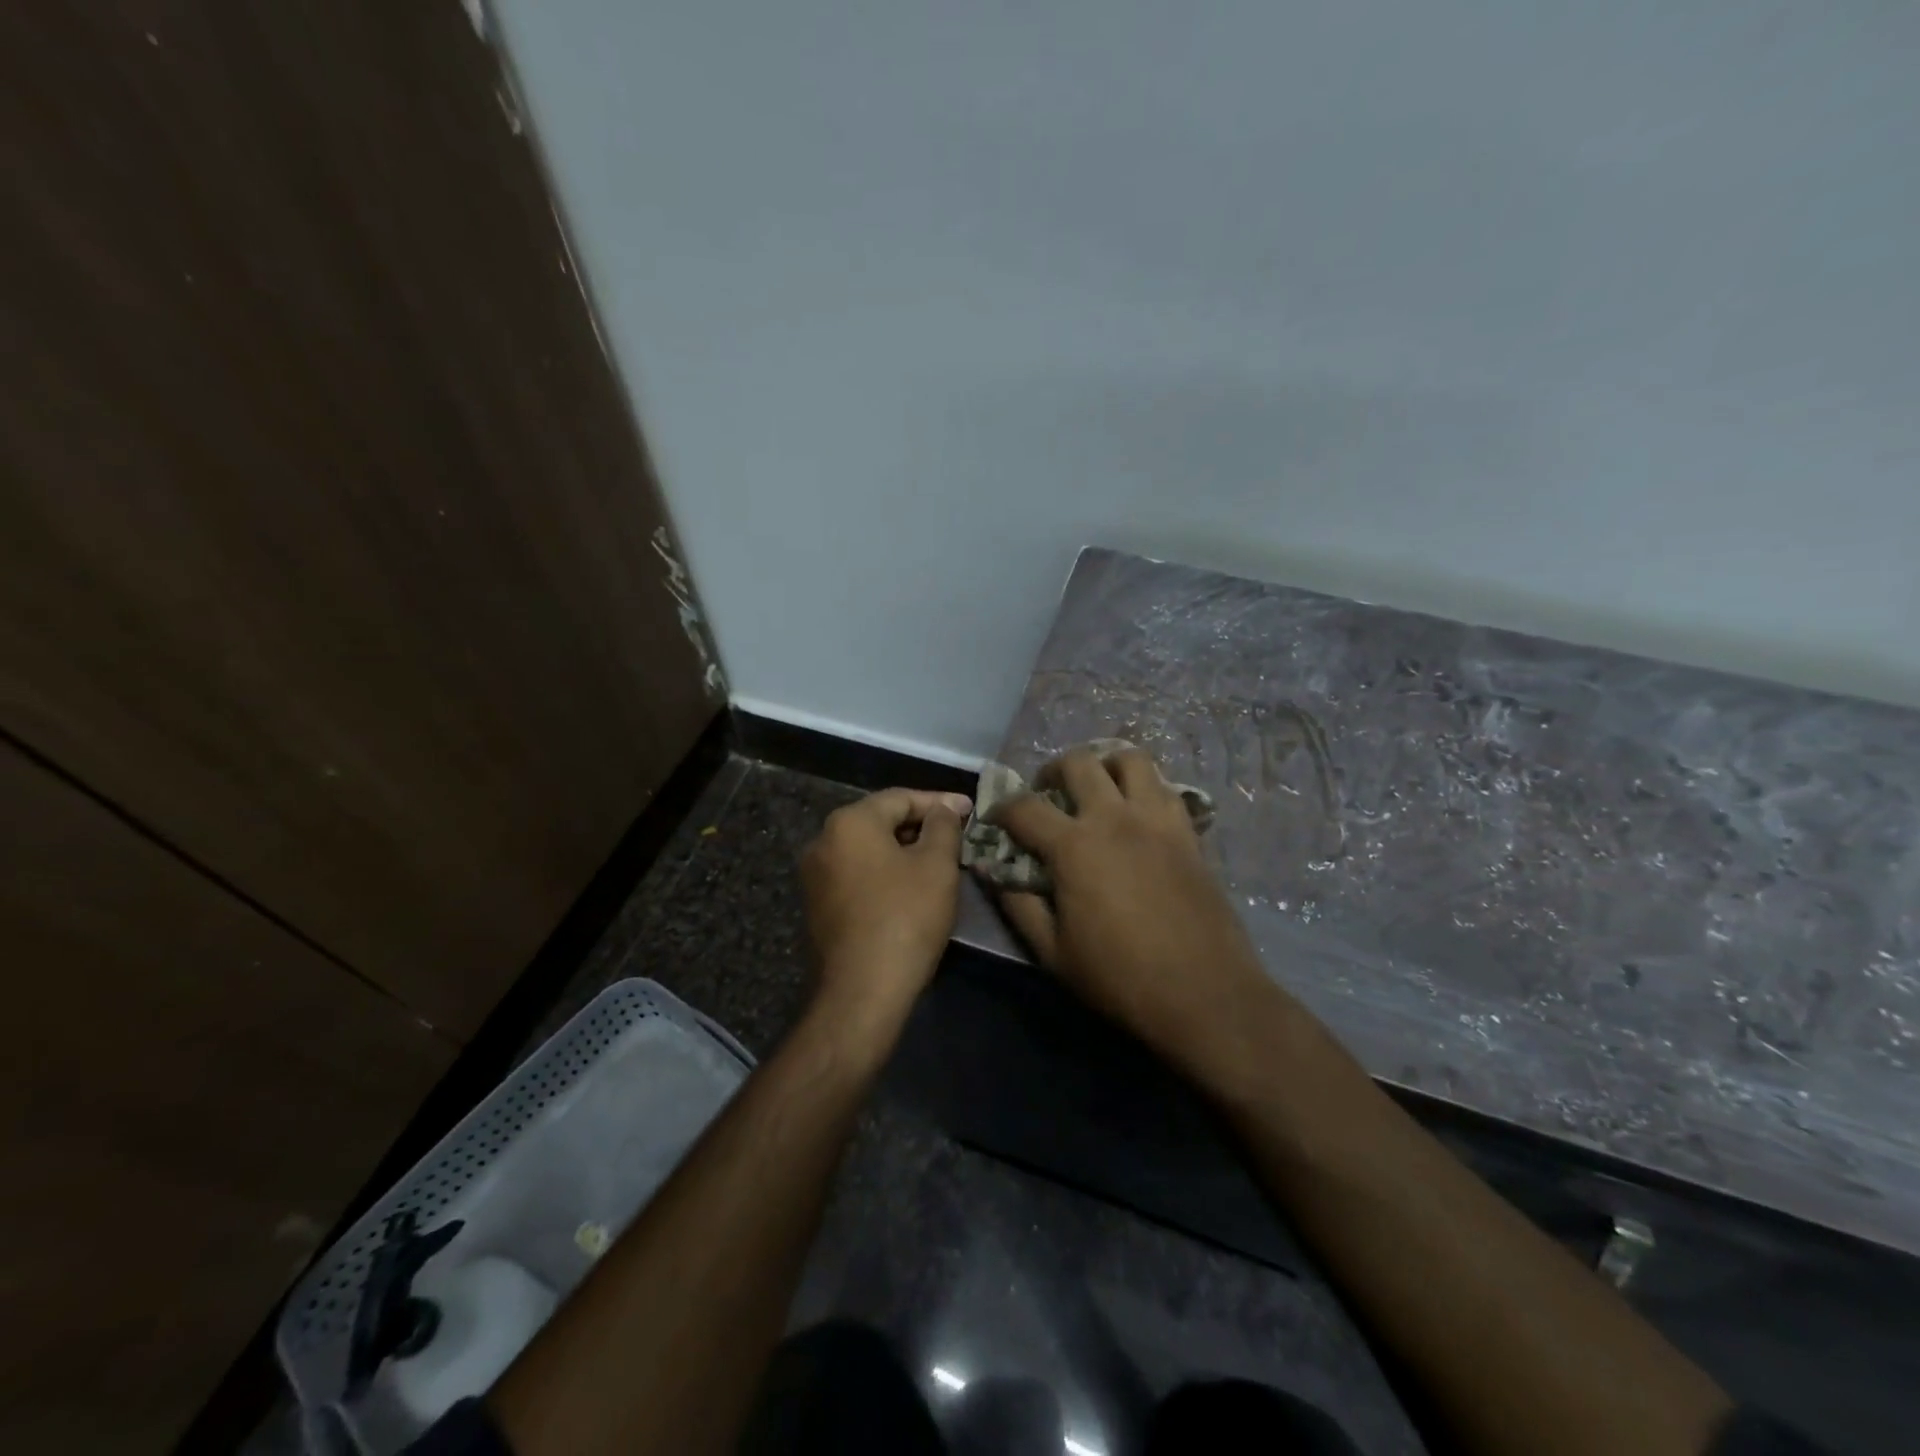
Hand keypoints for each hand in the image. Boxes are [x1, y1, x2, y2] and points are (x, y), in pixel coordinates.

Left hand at [801, 787, 972, 1022]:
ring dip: (904, 851)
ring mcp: (815, 876)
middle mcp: (823, 841)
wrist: (861, 992)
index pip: (900, 797)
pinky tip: (911, 890)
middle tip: (957, 837)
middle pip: (880, 821)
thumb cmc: (904, 918)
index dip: (939, 802)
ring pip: (868, 850)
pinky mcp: (817, 907)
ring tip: (939, 862)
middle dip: (921, 826)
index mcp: (849, 822)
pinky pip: (857, 875)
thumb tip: (941, 811)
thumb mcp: (937, 866)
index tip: (971, 810)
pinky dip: (885, 874)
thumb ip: (943, 826)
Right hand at [987, 747, 1274, 1073]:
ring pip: (1130, 758)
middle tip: (1047, 793)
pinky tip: (1137, 812)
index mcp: (1074, 846)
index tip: (996, 820)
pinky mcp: (1188, 832)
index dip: (1002, 809)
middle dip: (1052, 770)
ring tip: (1096, 787)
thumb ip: (1018, 904)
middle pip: (1078, 762)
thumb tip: (991, 871)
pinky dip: (1144, 786)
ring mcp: (1157, 820)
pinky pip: (1165, 787)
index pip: (1025, 807)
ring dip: (1105, 764)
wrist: (1204, 993)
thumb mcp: (1053, 952)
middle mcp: (1114, 818)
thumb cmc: (1120, 977)